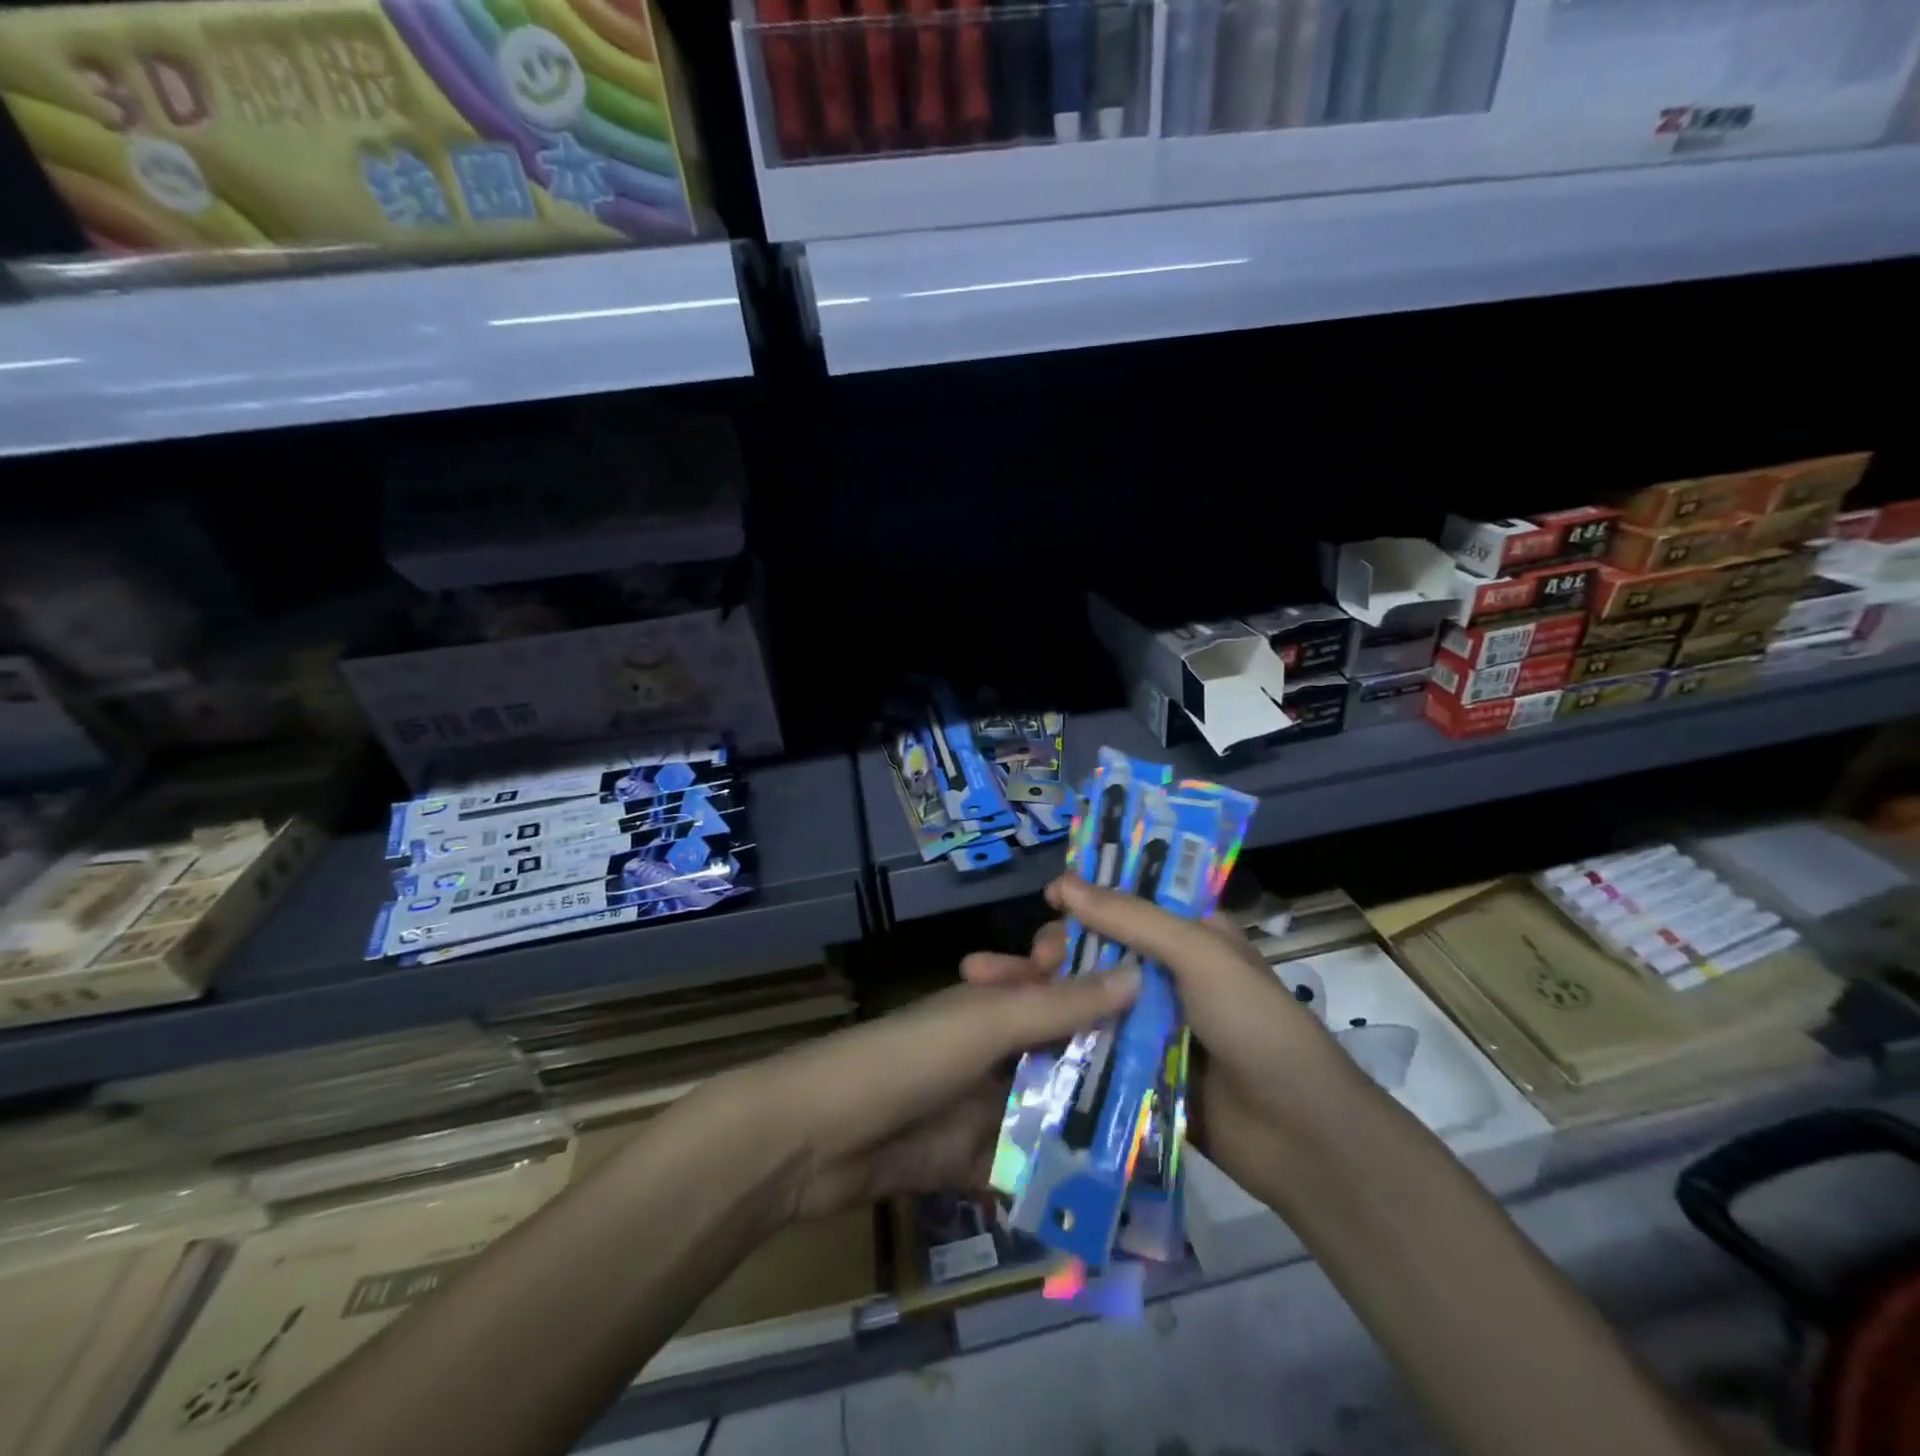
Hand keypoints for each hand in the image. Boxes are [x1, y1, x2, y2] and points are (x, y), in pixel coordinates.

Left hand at [728, 956, 1140, 1222]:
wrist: (818, 1137)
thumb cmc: (909, 1059)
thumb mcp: (987, 1023)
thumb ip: (1059, 1005)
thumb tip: (1139, 973)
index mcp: (996, 1001)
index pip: (1062, 983)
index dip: (1107, 988)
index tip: (1169, 1002)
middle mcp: (994, 1047)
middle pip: (1063, 1053)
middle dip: (1112, 1070)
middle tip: (1184, 1091)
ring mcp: (981, 1106)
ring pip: (1049, 1113)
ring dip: (1092, 1131)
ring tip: (1162, 1155)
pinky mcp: (969, 1161)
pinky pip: (1024, 1169)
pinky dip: (1055, 1183)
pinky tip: (1109, 1206)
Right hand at [965, 877, 1370, 1217]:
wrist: (1300, 1138)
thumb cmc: (1256, 1026)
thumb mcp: (1200, 955)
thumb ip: (1132, 919)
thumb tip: (1063, 884)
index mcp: (1190, 935)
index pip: (1130, 900)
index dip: (1090, 895)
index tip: (1050, 900)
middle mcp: (1168, 973)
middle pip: (1101, 948)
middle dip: (1062, 948)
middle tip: (1034, 960)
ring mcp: (1152, 1023)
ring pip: (1090, 995)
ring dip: (1051, 991)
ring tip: (1009, 991)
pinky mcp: (1138, 1069)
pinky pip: (1094, 1043)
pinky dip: (1061, 1036)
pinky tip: (1021, 1034)